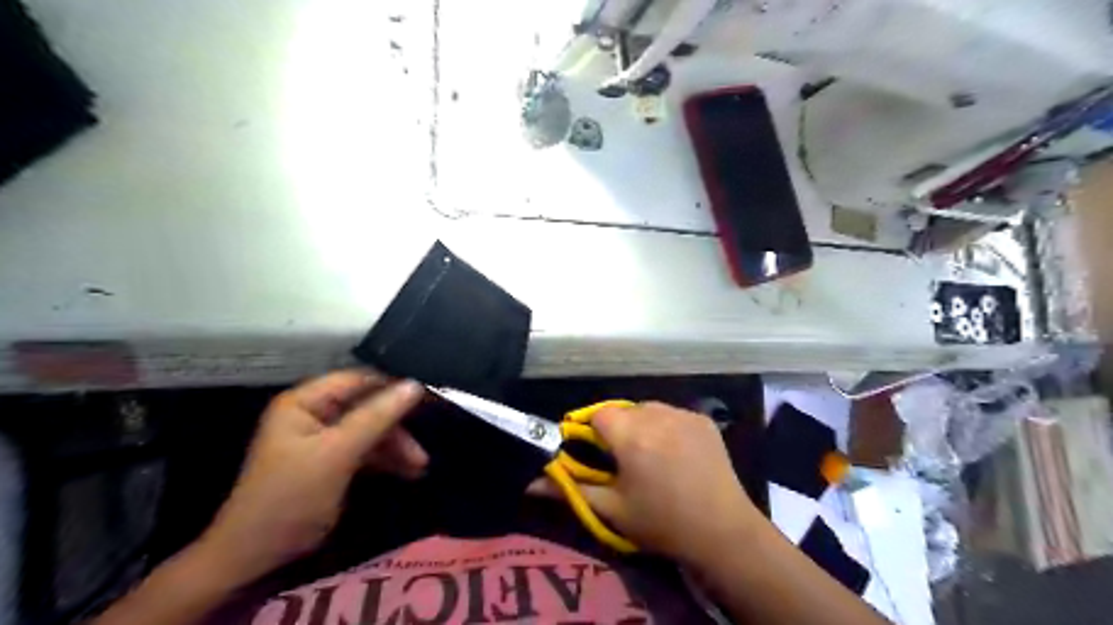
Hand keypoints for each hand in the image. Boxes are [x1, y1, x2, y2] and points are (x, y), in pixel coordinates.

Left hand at [197, 371, 425, 579]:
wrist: (255, 561)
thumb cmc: (291, 499)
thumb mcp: (337, 454)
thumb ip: (377, 417)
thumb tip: (415, 385)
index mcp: (305, 402)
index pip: (359, 380)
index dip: (394, 386)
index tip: (430, 397)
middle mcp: (313, 414)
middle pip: (368, 406)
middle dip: (397, 426)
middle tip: (424, 443)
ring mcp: (322, 439)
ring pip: (371, 430)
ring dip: (396, 445)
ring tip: (420, 466)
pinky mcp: (331, 462)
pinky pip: (366, 450)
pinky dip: (386, 459)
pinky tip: (408, 472)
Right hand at [527, 404, 755, 564]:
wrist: (722, 531)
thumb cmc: (661, 522)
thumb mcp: (611, 509)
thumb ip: (570, 489)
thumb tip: (530, 482)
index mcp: (630, 434)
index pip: (598, 415)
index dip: (594, 433)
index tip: (599, 456)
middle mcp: (655, 415)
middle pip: (623, 411)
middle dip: (619, 430)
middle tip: (626, 462)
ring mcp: (683, 414)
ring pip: (648, 410)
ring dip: (642, 426)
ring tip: (652, 457)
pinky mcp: (702, 420)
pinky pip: (673, 414)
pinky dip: (667, 427)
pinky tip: (677, 453)